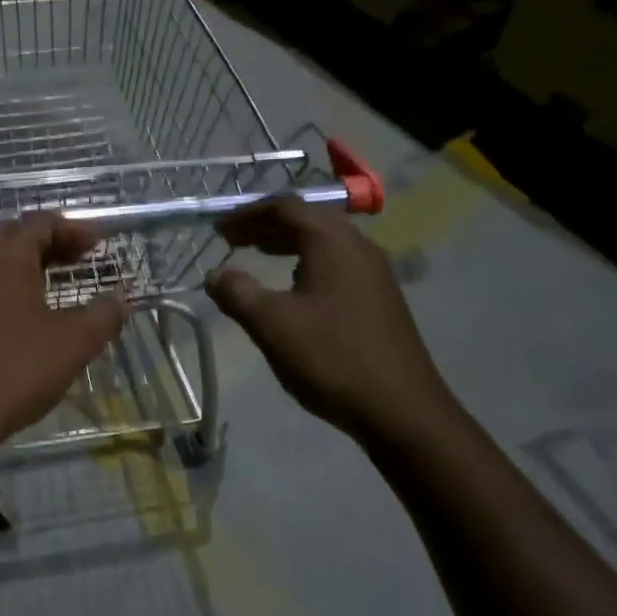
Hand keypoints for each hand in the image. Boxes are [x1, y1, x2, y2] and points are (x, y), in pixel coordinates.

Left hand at [0, 213, 128, 454]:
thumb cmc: (15, 370)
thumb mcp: (73, 343)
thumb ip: (103, 316)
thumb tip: (119, 300)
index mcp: (3, 259)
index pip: (39, 223)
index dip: (72, 230)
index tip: (96, 247)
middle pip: (11, 238)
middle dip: (46, 245)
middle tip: (73, 262)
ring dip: (20, 269)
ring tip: (46, 290)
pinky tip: (13, 323)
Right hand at [205, 197, 453, 441]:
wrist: (401, 409)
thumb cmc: (332, 358)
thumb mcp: (273, 325)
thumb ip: (238, 293)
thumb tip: (215, 274)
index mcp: (333, 242)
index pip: (285, 207)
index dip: (248, 214)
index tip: (219, 229)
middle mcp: (358, 247)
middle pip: (307, 220)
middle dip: (266, 226)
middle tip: (232, 240)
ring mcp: (374, 273)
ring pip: (323, 242)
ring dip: (287, 244)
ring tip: (256, 257)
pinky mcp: (380, 297)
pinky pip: (336, 264)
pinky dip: (306, 263)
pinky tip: (293, 289)